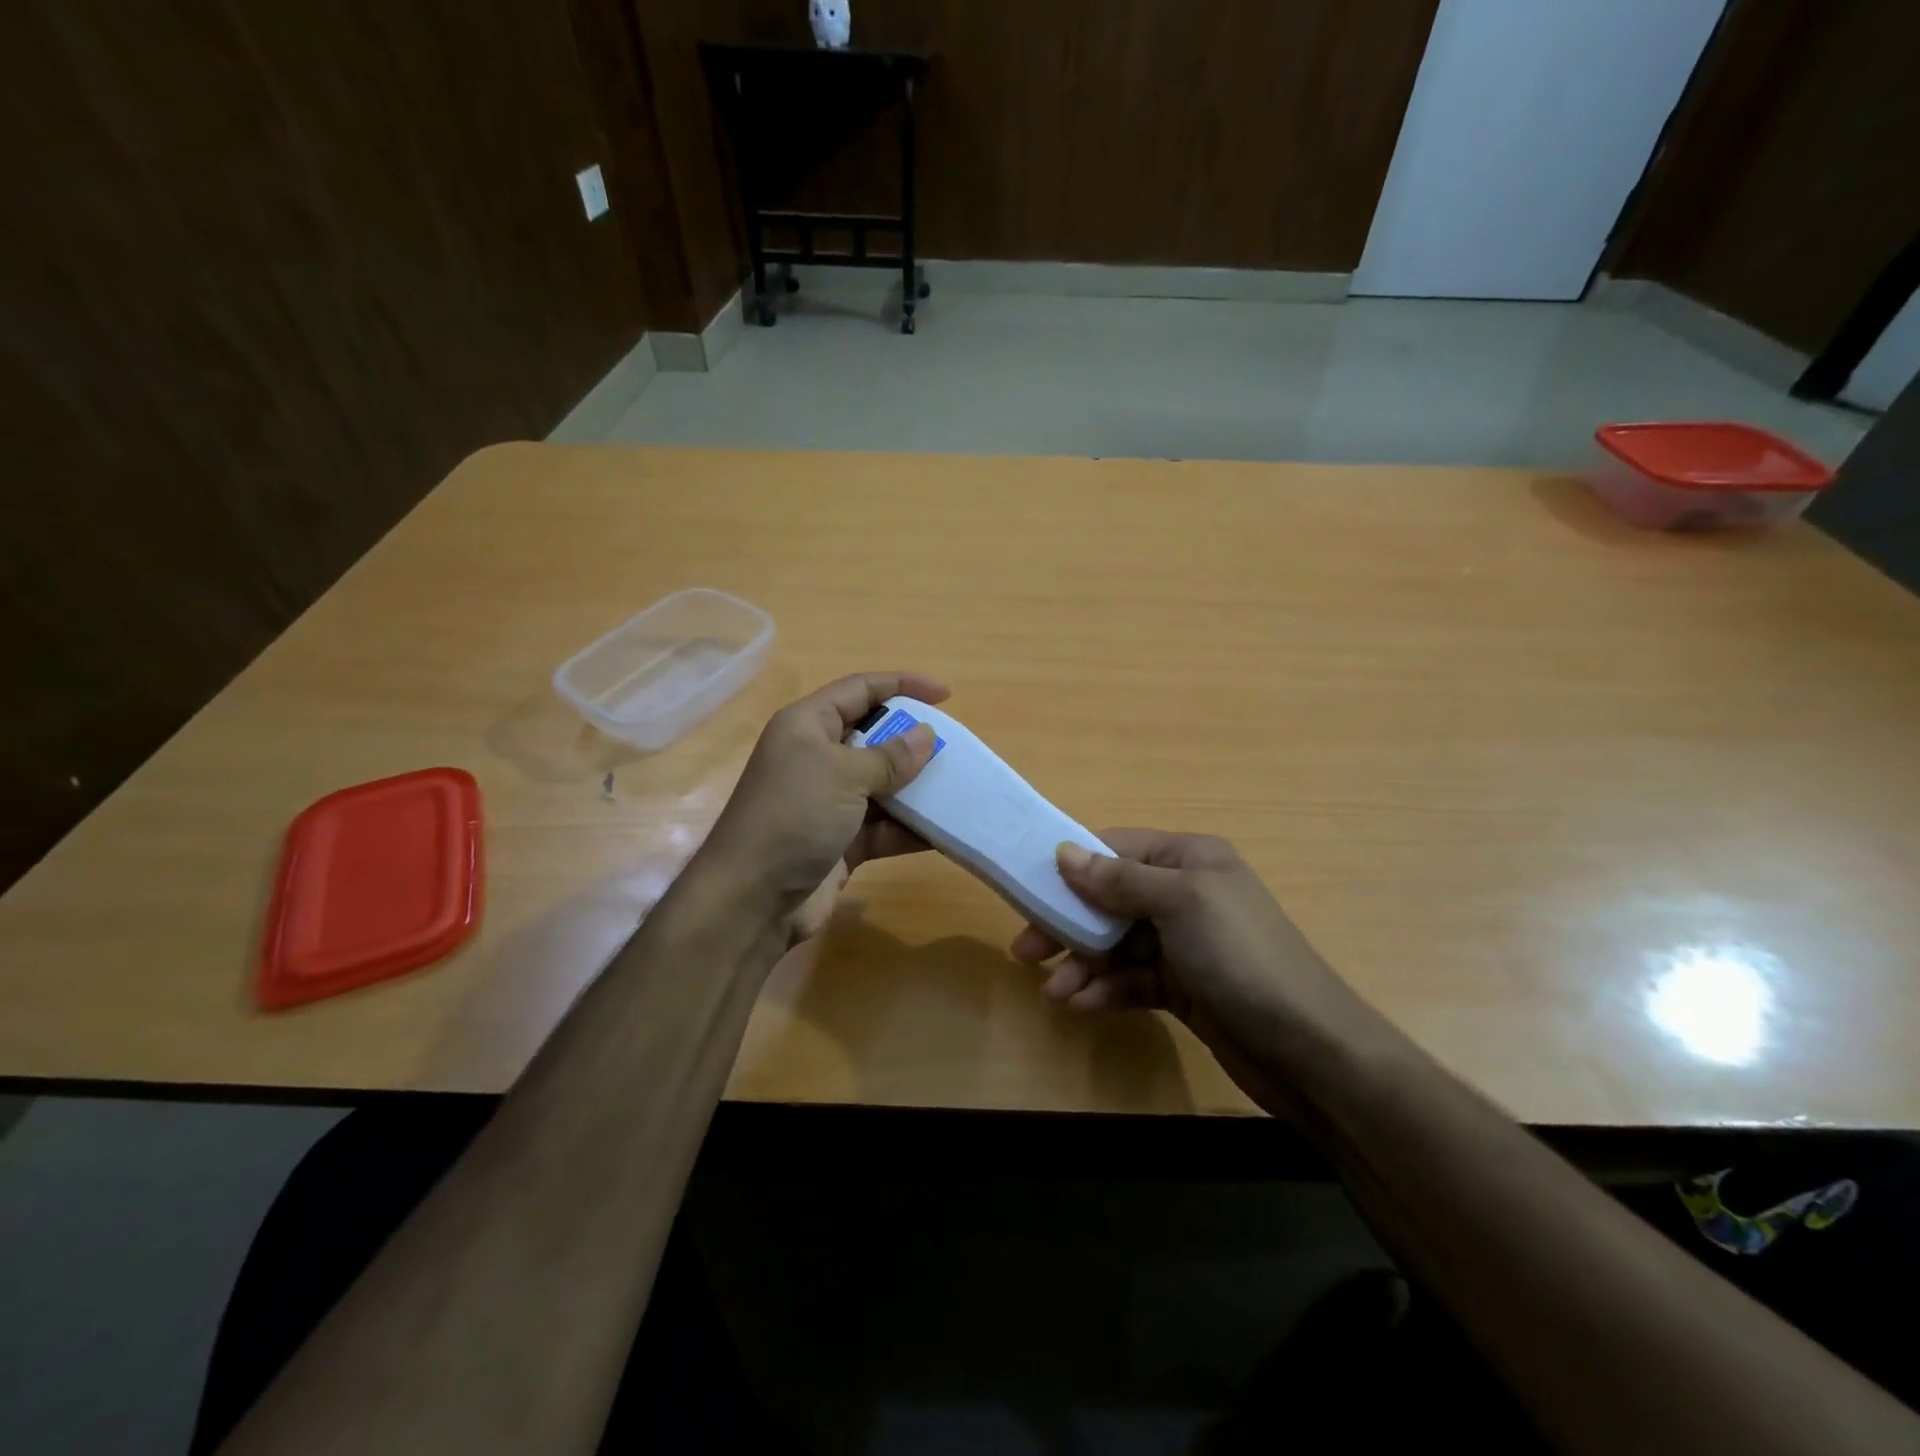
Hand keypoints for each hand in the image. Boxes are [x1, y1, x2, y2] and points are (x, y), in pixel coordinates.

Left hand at [694, 671, 947, 940]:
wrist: (752, 900)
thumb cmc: (794, 816)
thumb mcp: (843, 775)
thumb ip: (889, 756)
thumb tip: (926, 736)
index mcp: (807, 726)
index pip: (859, 690)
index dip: (902, 685)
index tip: (945, 696)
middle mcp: (816, 759)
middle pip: (873, 737)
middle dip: (912, 741)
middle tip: (955, 748)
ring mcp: (828, 803)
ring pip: (881, 785)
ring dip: (916, 788)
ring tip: (958, 788)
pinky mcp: (840, 842)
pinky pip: (883, 827)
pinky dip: (909, 829)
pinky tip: (944, 832)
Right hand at [1010, 830, 1384, 1112]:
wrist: (1309, 1050)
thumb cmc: (1241, 957)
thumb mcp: (1180, 904)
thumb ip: (1118, 879)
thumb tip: (1064, 852)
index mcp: (1189, 858)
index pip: (1116, 849)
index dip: (1073, 867)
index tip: (1029, 888)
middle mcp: (1185, 893)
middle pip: (1109, 899)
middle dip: (1068, 924)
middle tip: (1025, 949)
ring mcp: (1184, 943)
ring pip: (1116, 944)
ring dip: (1083, 965)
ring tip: (1055, 992)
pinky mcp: (1183, 987)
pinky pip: (1132, 979)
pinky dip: (1106, 990)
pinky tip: (1082, 1006)